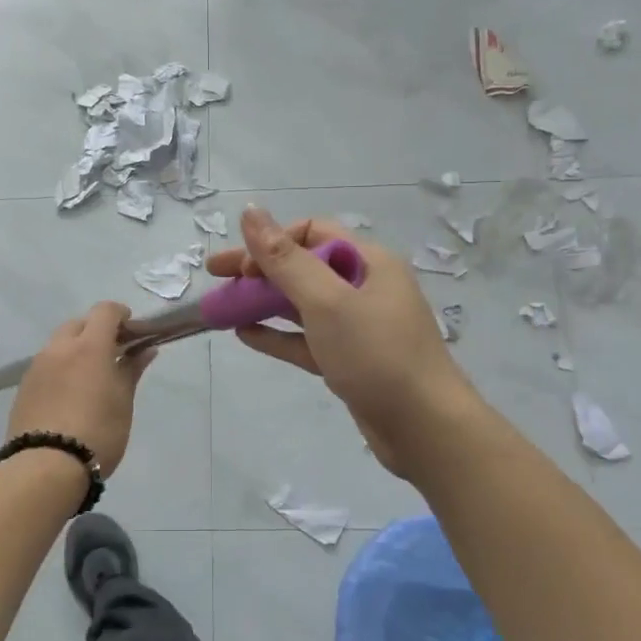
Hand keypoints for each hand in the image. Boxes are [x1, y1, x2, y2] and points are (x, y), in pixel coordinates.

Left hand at [6, 302, 155, 475]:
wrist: (45, 468)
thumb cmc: (97, 432)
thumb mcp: (123, 402)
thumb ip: (132, 369)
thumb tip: (146, 349)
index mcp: (89, 346)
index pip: (104, 311)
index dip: (121, 314)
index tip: (133, 330)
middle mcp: (59, 348)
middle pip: (78, 324)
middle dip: (96, 331)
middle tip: (113, 354)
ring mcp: (37, 367)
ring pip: (59, 344)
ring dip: (76, 349)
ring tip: (91, 377)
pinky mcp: (24, 387)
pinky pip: (46, 365)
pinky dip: (61, 368)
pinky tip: (70, 394)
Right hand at [206, 207, 481, 476]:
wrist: (425, 428)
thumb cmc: (377, 354)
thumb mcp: (327, 301)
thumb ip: (285, 259)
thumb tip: (250, 211)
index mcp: (368, 262)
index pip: (312, 232)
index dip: (272, 242)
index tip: (242, 267)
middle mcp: (365, 287)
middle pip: (302, 267)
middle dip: (258, 271)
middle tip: (215, 278)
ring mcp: (358, 326)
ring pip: (302, 305)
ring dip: (263, 302)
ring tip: (223, 308)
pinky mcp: (350, 360)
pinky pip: (307, 339)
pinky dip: (278, 335)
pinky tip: (245, 335)